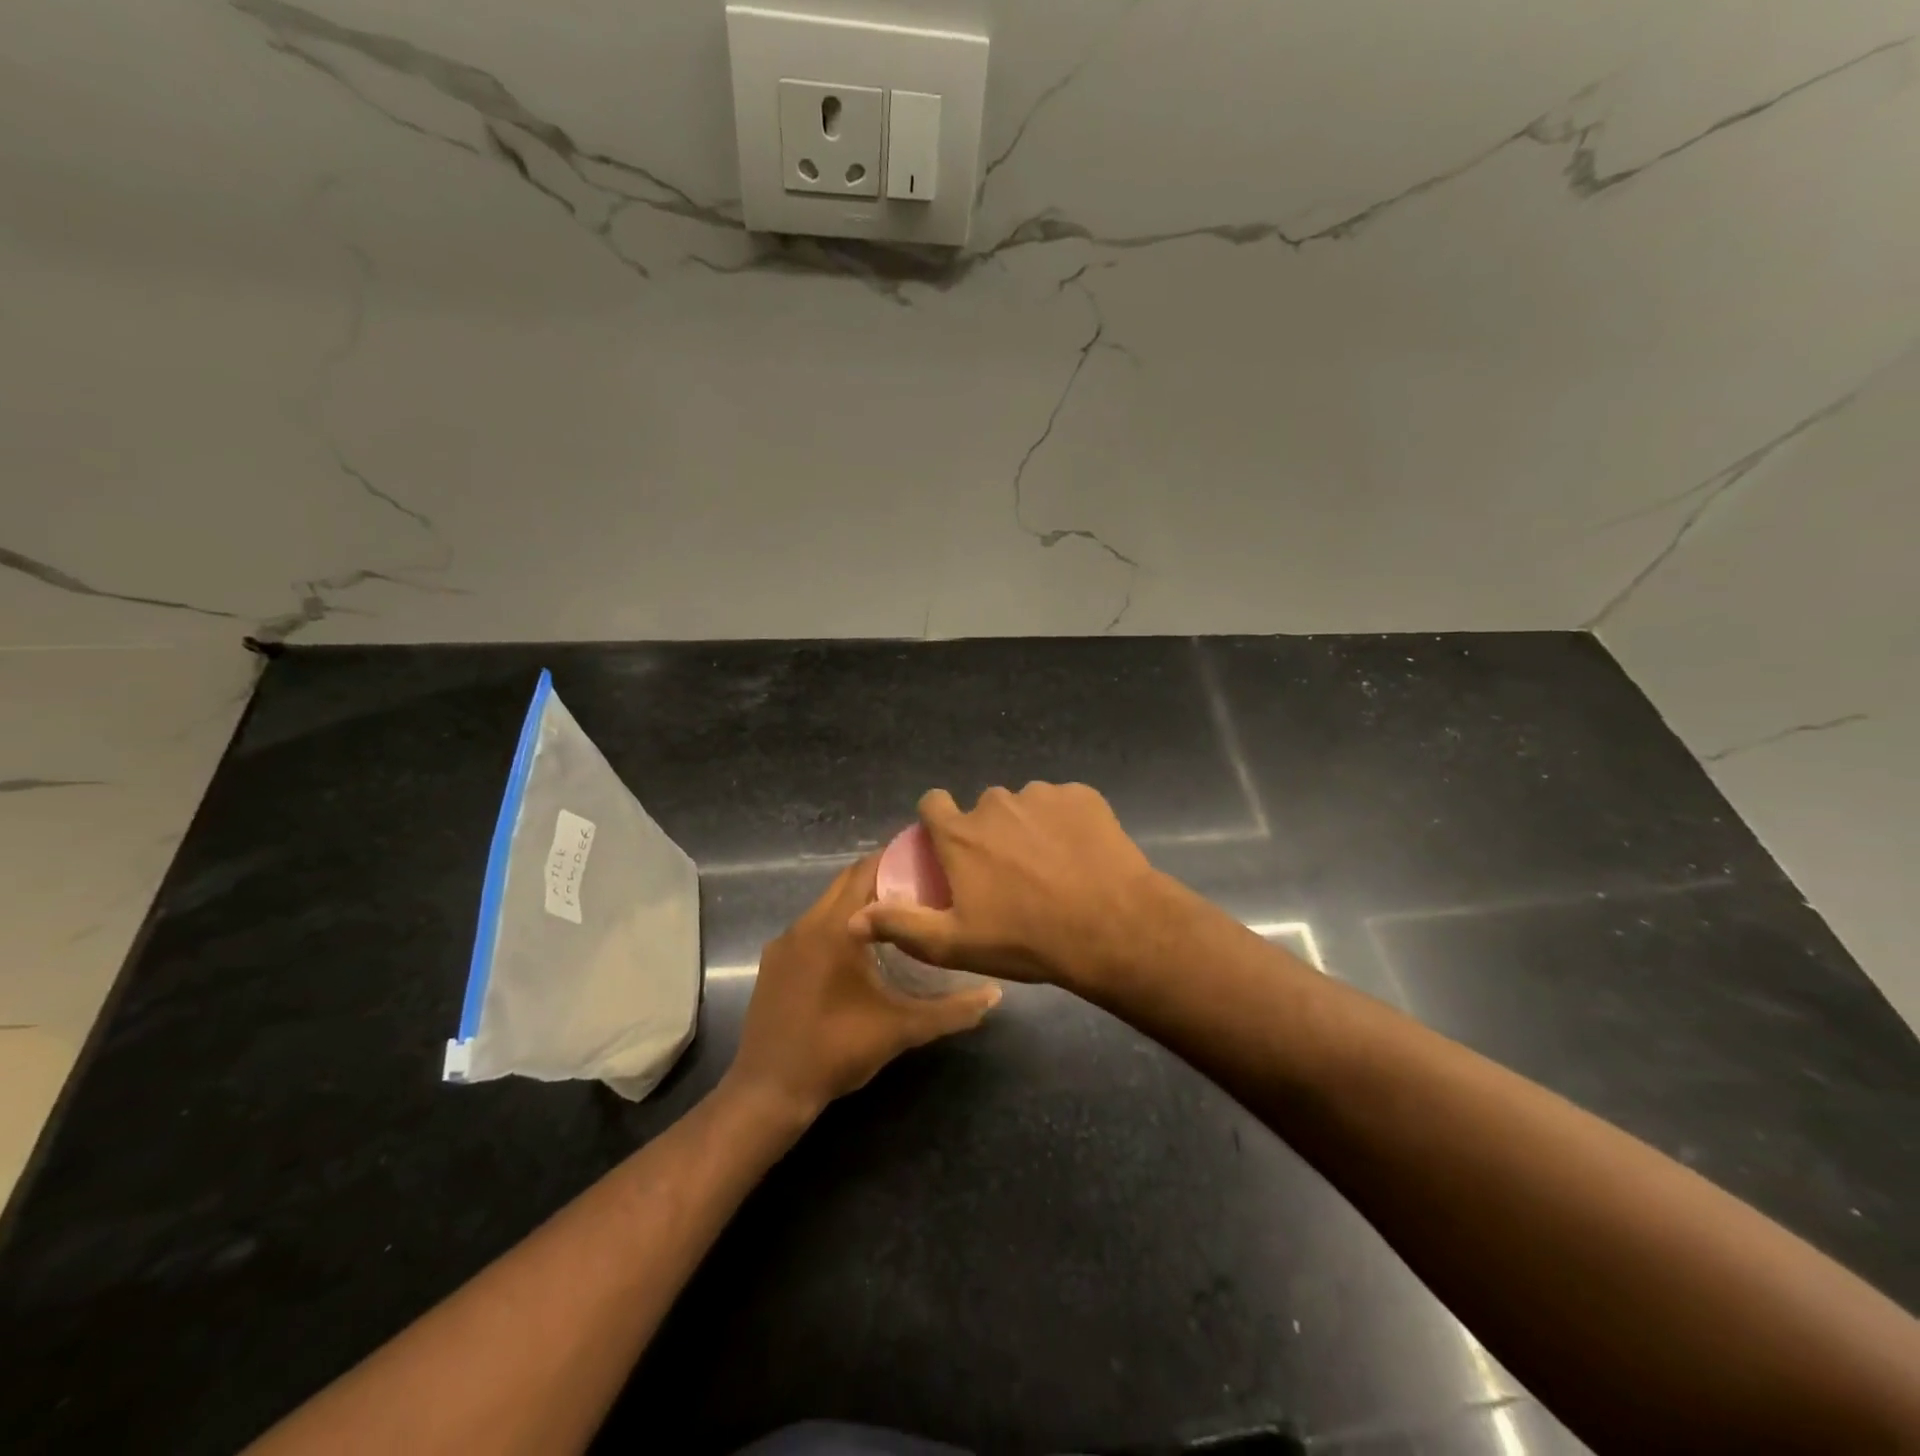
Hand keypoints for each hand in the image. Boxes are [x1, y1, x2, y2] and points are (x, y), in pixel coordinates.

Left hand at [725, 855, 1001, 1122]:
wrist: (770, 1090)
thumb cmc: (838, 1050)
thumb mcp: (902, 1029)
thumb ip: (951, 1010)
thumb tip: (995, 994)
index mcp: (836, 929)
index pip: (866, 871)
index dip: (895, 860)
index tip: (926, 861)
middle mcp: (806, 924)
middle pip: (845, 882)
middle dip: (879, 878)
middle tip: (918, 886)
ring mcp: (784, 942)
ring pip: (825, 905)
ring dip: (856, 903)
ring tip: (893, 916)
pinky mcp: (773, 962)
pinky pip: (809, 928)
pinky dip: (834, 925)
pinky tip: (855, 951)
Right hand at [848, 783, 1163, 991]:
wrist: (1111, 927)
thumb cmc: (1026, 938)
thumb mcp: (955, 944)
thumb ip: (902, 925)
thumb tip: (853, 919)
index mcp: (961, 833)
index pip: (932, 803)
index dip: (938, 822)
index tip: (950, 848)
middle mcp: (996, 803)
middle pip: (983, 809)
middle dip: (989, 833)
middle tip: (1009, 873)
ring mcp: (1042, 795)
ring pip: (1025, 805)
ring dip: (1028, 827)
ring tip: (1051, 867)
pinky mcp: (1082, 796)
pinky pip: (1063, 804)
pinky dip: (1065, 823)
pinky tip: (1080, 855)